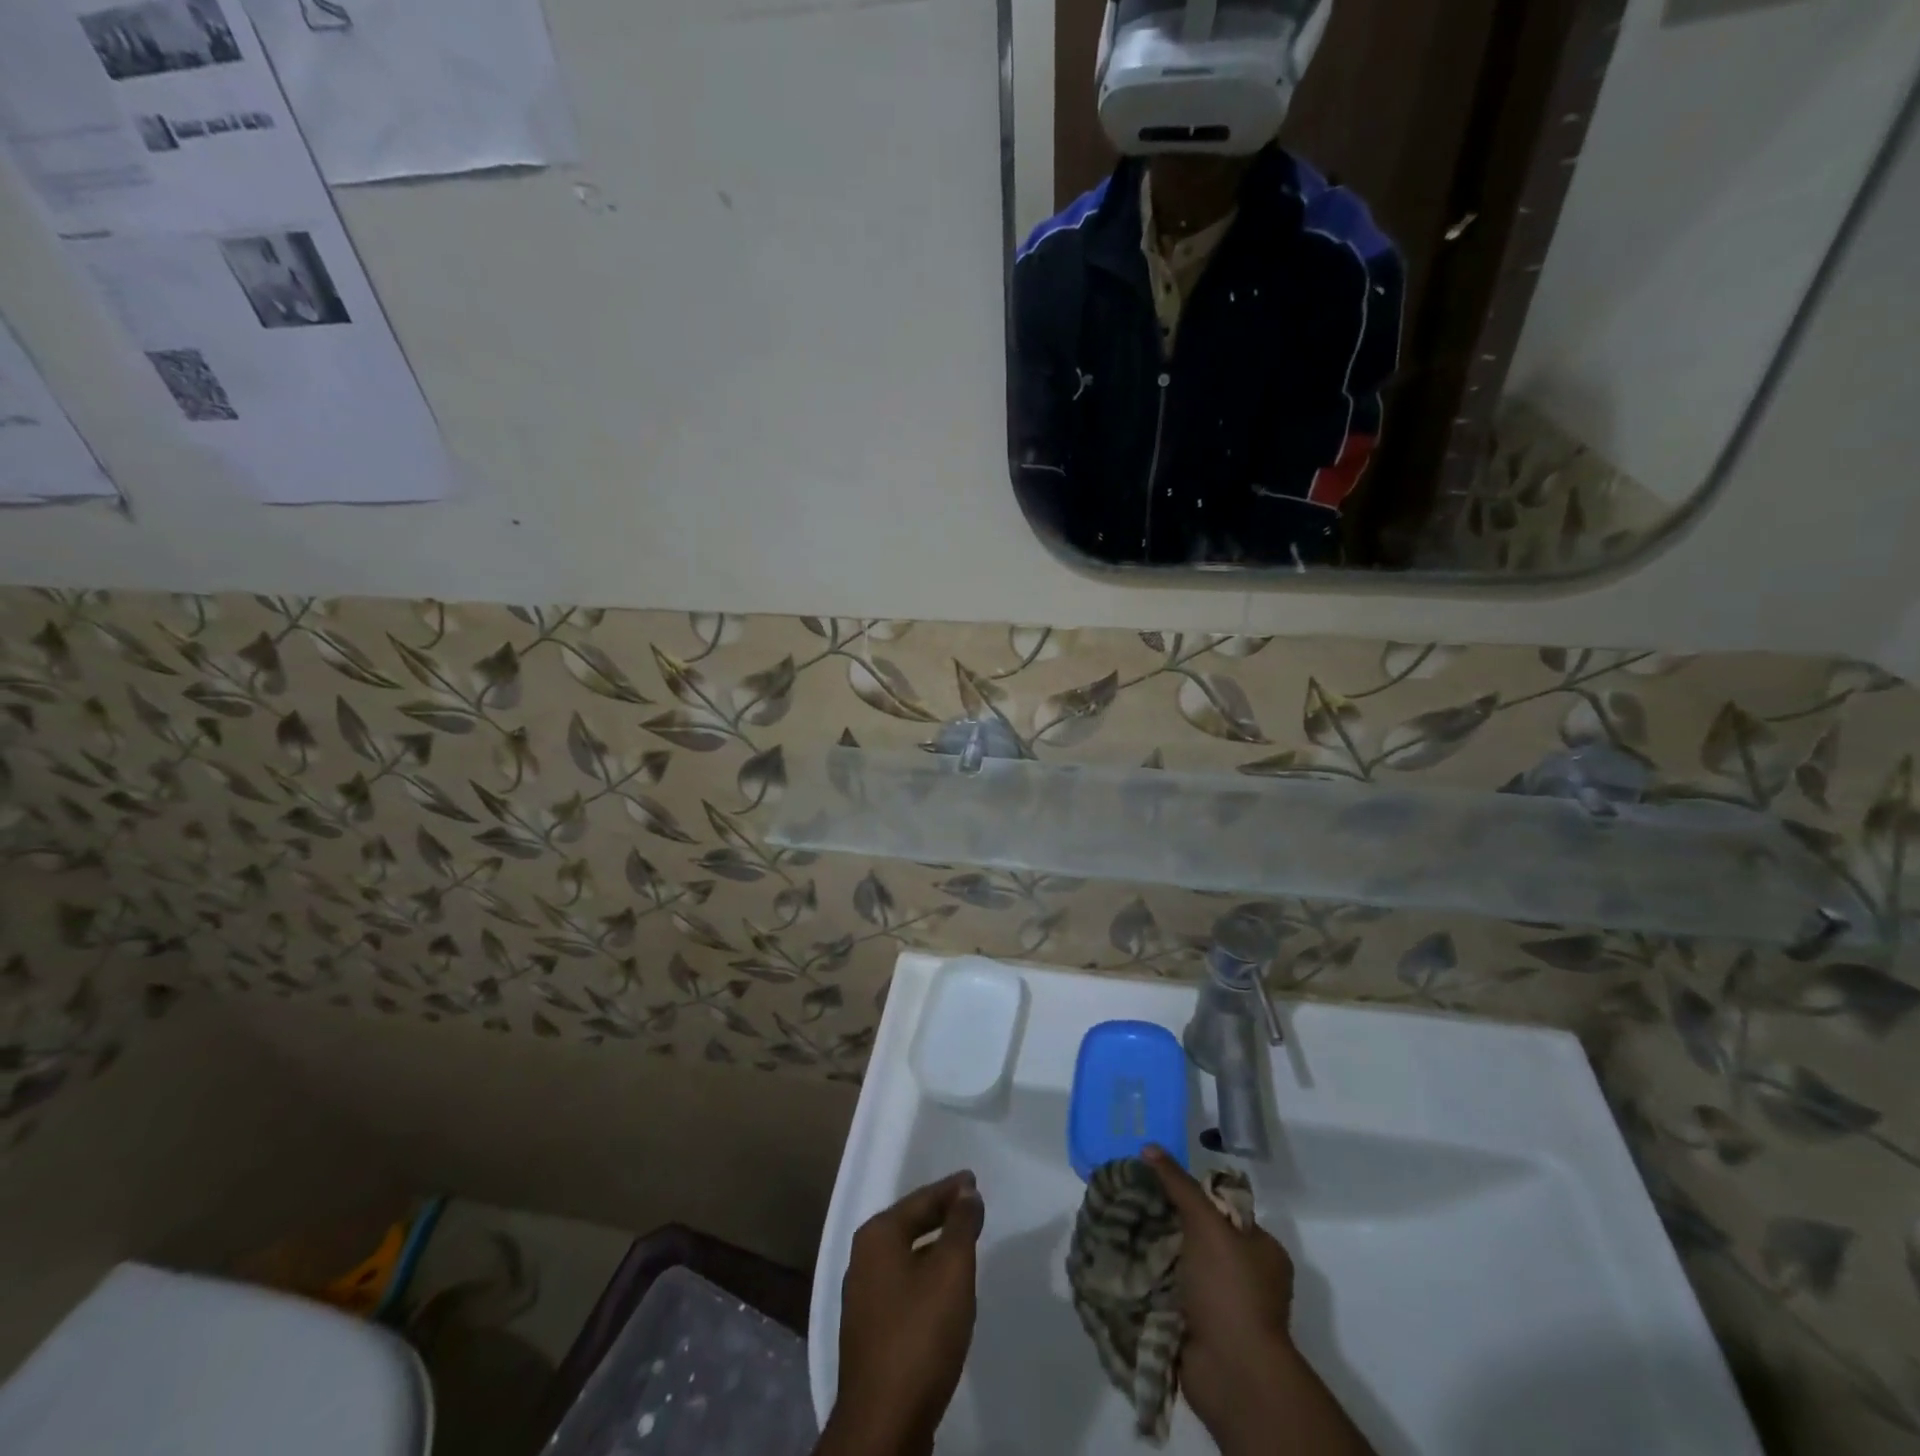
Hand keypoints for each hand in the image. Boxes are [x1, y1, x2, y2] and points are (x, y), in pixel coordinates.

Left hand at [821, 1171, 985, 1455]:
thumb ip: (961, 1226)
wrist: (883, 1422)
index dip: (950, 1189)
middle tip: (970, 1204)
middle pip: (909, 1223)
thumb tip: (967, 1192)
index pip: (921, 1199)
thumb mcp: (951, 1271)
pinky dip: (924, 1273)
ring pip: (905, 1255)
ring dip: (933, 1245)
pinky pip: (903, 1283)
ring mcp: (862, 1296)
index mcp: (877, 1235)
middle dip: (940, 1214)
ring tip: (961, 1240)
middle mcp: (863, 1258)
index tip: (973, 1179)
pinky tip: (942, 1287)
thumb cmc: (919, 1334)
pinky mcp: (870, 1330)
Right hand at [1144, 1147, 1294, 1427]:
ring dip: (1155, 1254)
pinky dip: (1151, 1284)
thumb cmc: (1230, 1289)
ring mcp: (1224, 1306)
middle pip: (1200, 1236)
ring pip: (1183, 1266)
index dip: (1192, 1193)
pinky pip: (1171, 1295)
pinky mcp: (1201, 1330)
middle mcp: (1248, 1277)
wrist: (1232, 1373)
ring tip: (1119, 1228)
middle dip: (1167, 1223)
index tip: (1156, 1181)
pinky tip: (1124, 1264)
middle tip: (1132, 1203)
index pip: (1224, 1208)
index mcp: (1263, 1250)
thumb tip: (1149, 1146)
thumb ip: (1178, 1184)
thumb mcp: (1206, 1223)